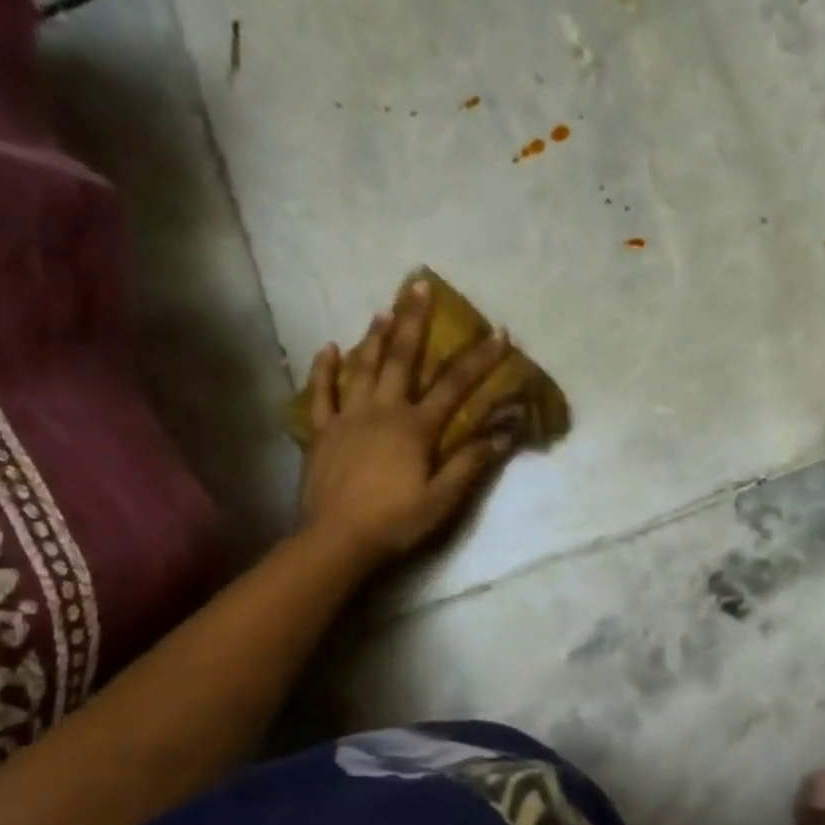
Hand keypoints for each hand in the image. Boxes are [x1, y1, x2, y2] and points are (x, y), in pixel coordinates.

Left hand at [299, 281, 515, 562]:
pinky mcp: (321, 433)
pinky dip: (324, 369)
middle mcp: (382, 411)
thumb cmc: (395, 521)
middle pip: (401, 358)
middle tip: (419, 284)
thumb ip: (470, 463)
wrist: (337, 541)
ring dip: (373, 337)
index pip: (454, 385)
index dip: (479, 359)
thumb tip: (503, 434)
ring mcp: (347, 418)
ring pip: (361, 367)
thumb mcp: (442, 499)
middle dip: (413, 320)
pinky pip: (322, 394)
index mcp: (415, 428)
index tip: (499, 333)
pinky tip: (328, 348)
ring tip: (383, 310)